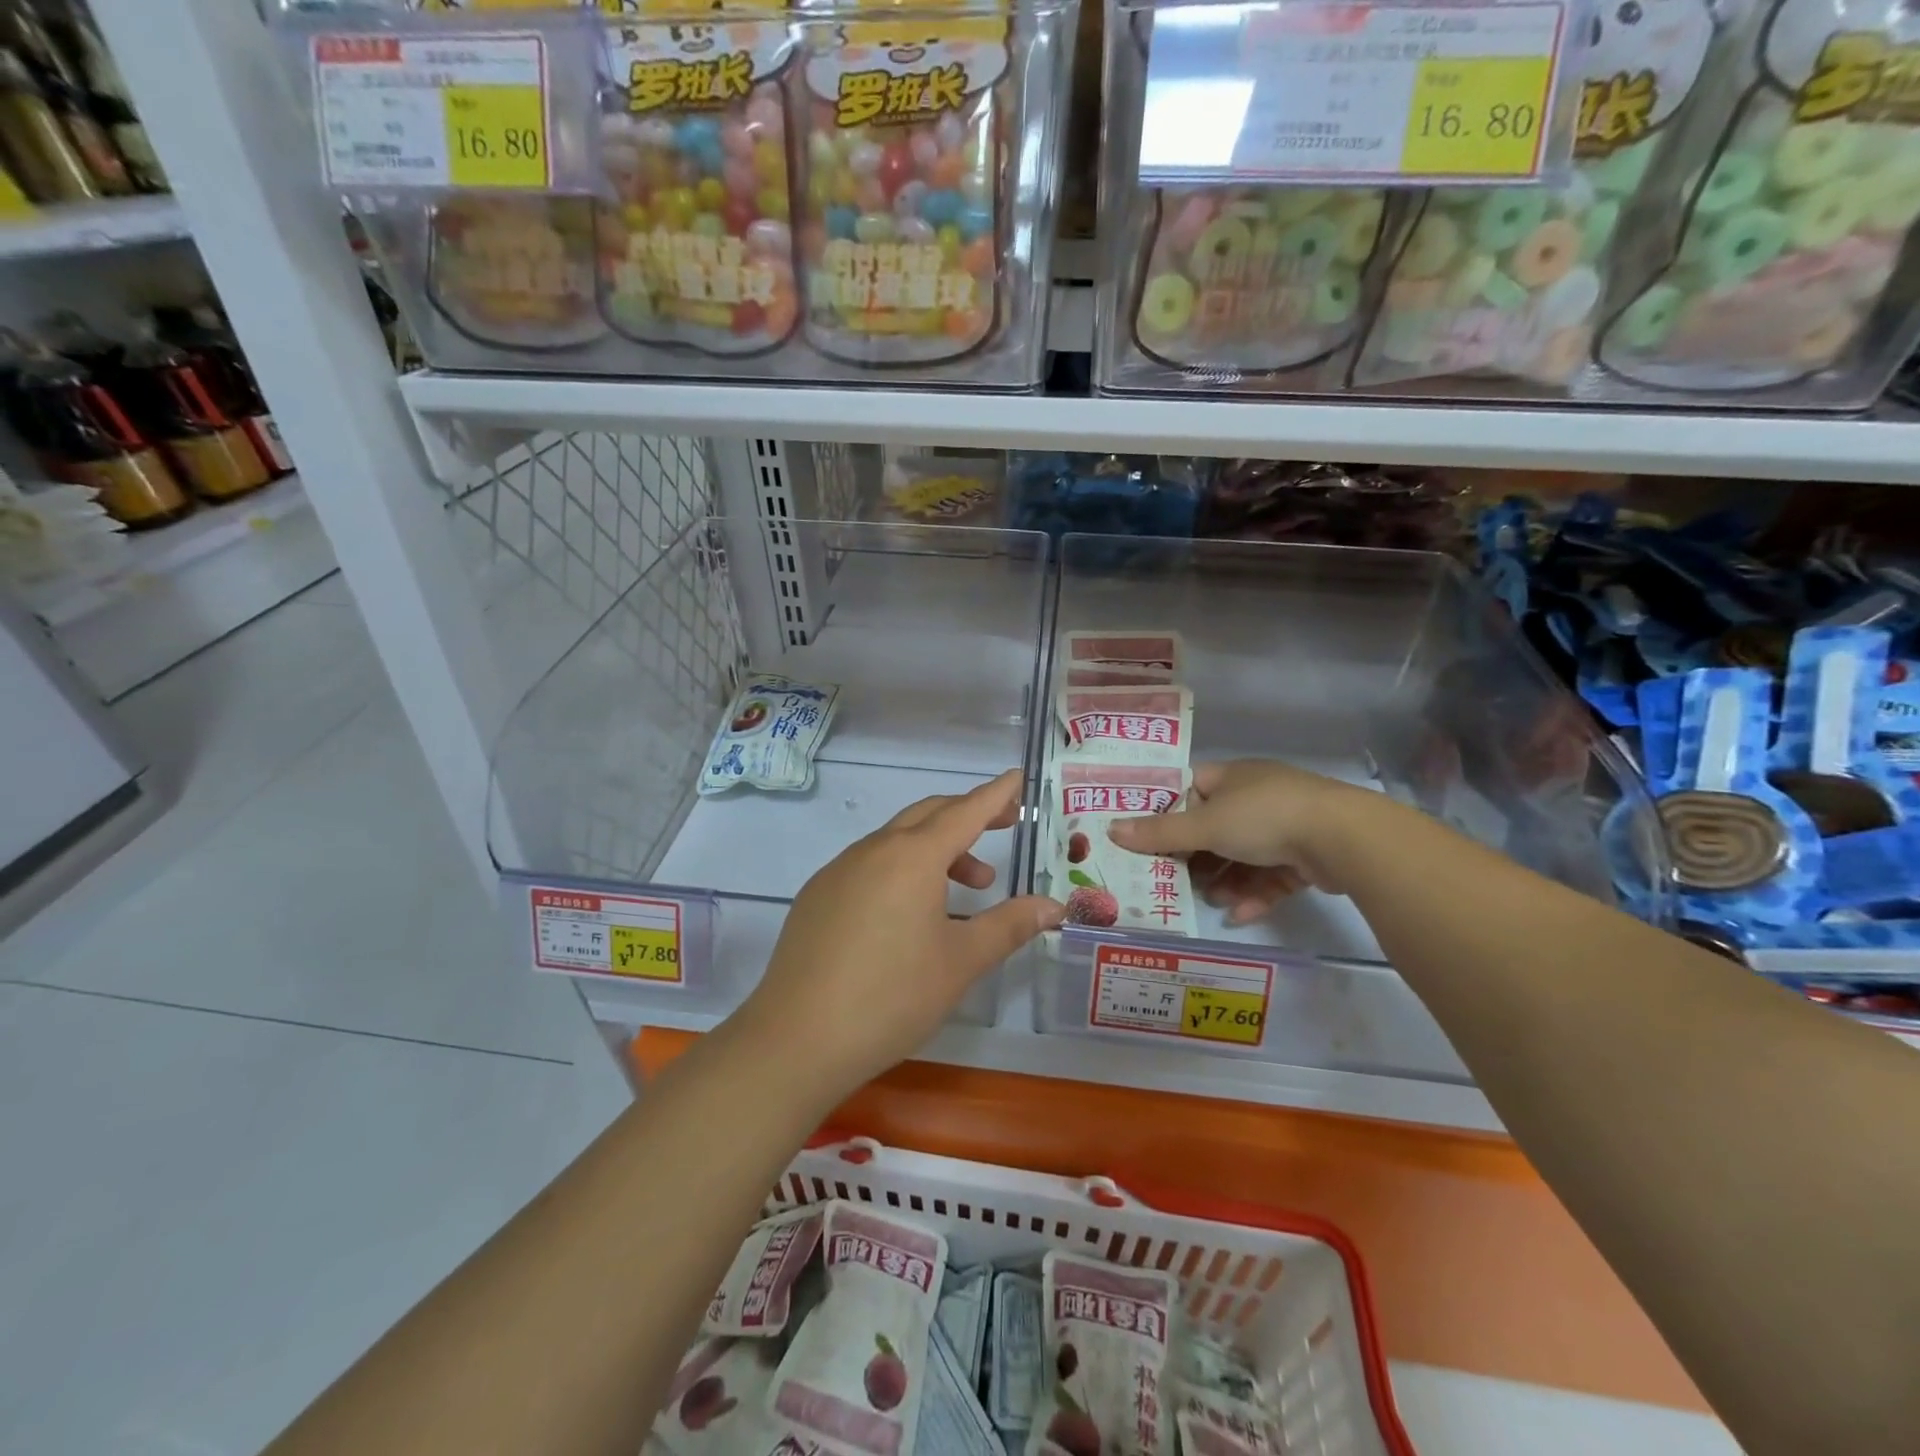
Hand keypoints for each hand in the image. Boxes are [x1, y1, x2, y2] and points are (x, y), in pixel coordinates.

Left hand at [736, 770, 1063, 1094]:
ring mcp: (838, 870)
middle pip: (928, 815)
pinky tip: (910, 914)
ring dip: (937, 851)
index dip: (996, 795)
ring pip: (897, 841)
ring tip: (968, 888)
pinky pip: (870, 865)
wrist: (797, 1039)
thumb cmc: (892, 996)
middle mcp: (873, 850)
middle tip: (1003, 828)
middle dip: (968, 816)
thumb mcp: (961, 961)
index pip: (965, 811)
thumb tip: (1052, 906)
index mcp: (912, 857)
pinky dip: (902, 870)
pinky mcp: (817, 896)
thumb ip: (1009, 925)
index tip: (1017, 778)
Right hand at [1106, 759, 1390, 922]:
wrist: (1343, 838)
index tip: (1149, 836)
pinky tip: (1240, 914)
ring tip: (1210, 901)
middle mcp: (1258, 797)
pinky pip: (1271, 876)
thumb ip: (1160, 832)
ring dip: (1225, 880)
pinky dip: (1254, 894)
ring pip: (1244, 856)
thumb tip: (1111, 830)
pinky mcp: (1307, 856)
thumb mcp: (1205, 825)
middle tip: (1173, 878)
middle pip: (1215, 828)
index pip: (1191, 788)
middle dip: (1196, 857)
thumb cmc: (1264, 817)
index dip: (1169, 810)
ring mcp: (1286, 826)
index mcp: (1233, 777)